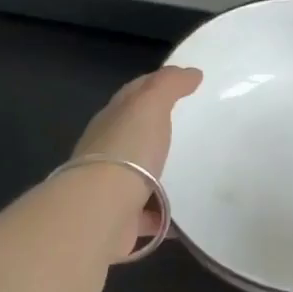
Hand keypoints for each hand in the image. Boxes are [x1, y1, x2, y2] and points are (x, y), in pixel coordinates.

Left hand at [70, 66, 202, 256]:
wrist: (101, 210)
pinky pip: (147, 214)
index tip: (184, 84)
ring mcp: (111, 186)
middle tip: (190, 129)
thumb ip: (169, 86)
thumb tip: (191, 73)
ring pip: (139, 174)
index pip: (133, 94)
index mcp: (112, 120)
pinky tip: (184, 215)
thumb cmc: (127, 150)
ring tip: (191, 173)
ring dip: (159, 174)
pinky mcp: (121, 219)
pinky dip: (162, 213)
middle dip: (156, 130)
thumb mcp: (149, 105)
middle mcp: (107, 150)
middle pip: (134, 134)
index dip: (155, 85)